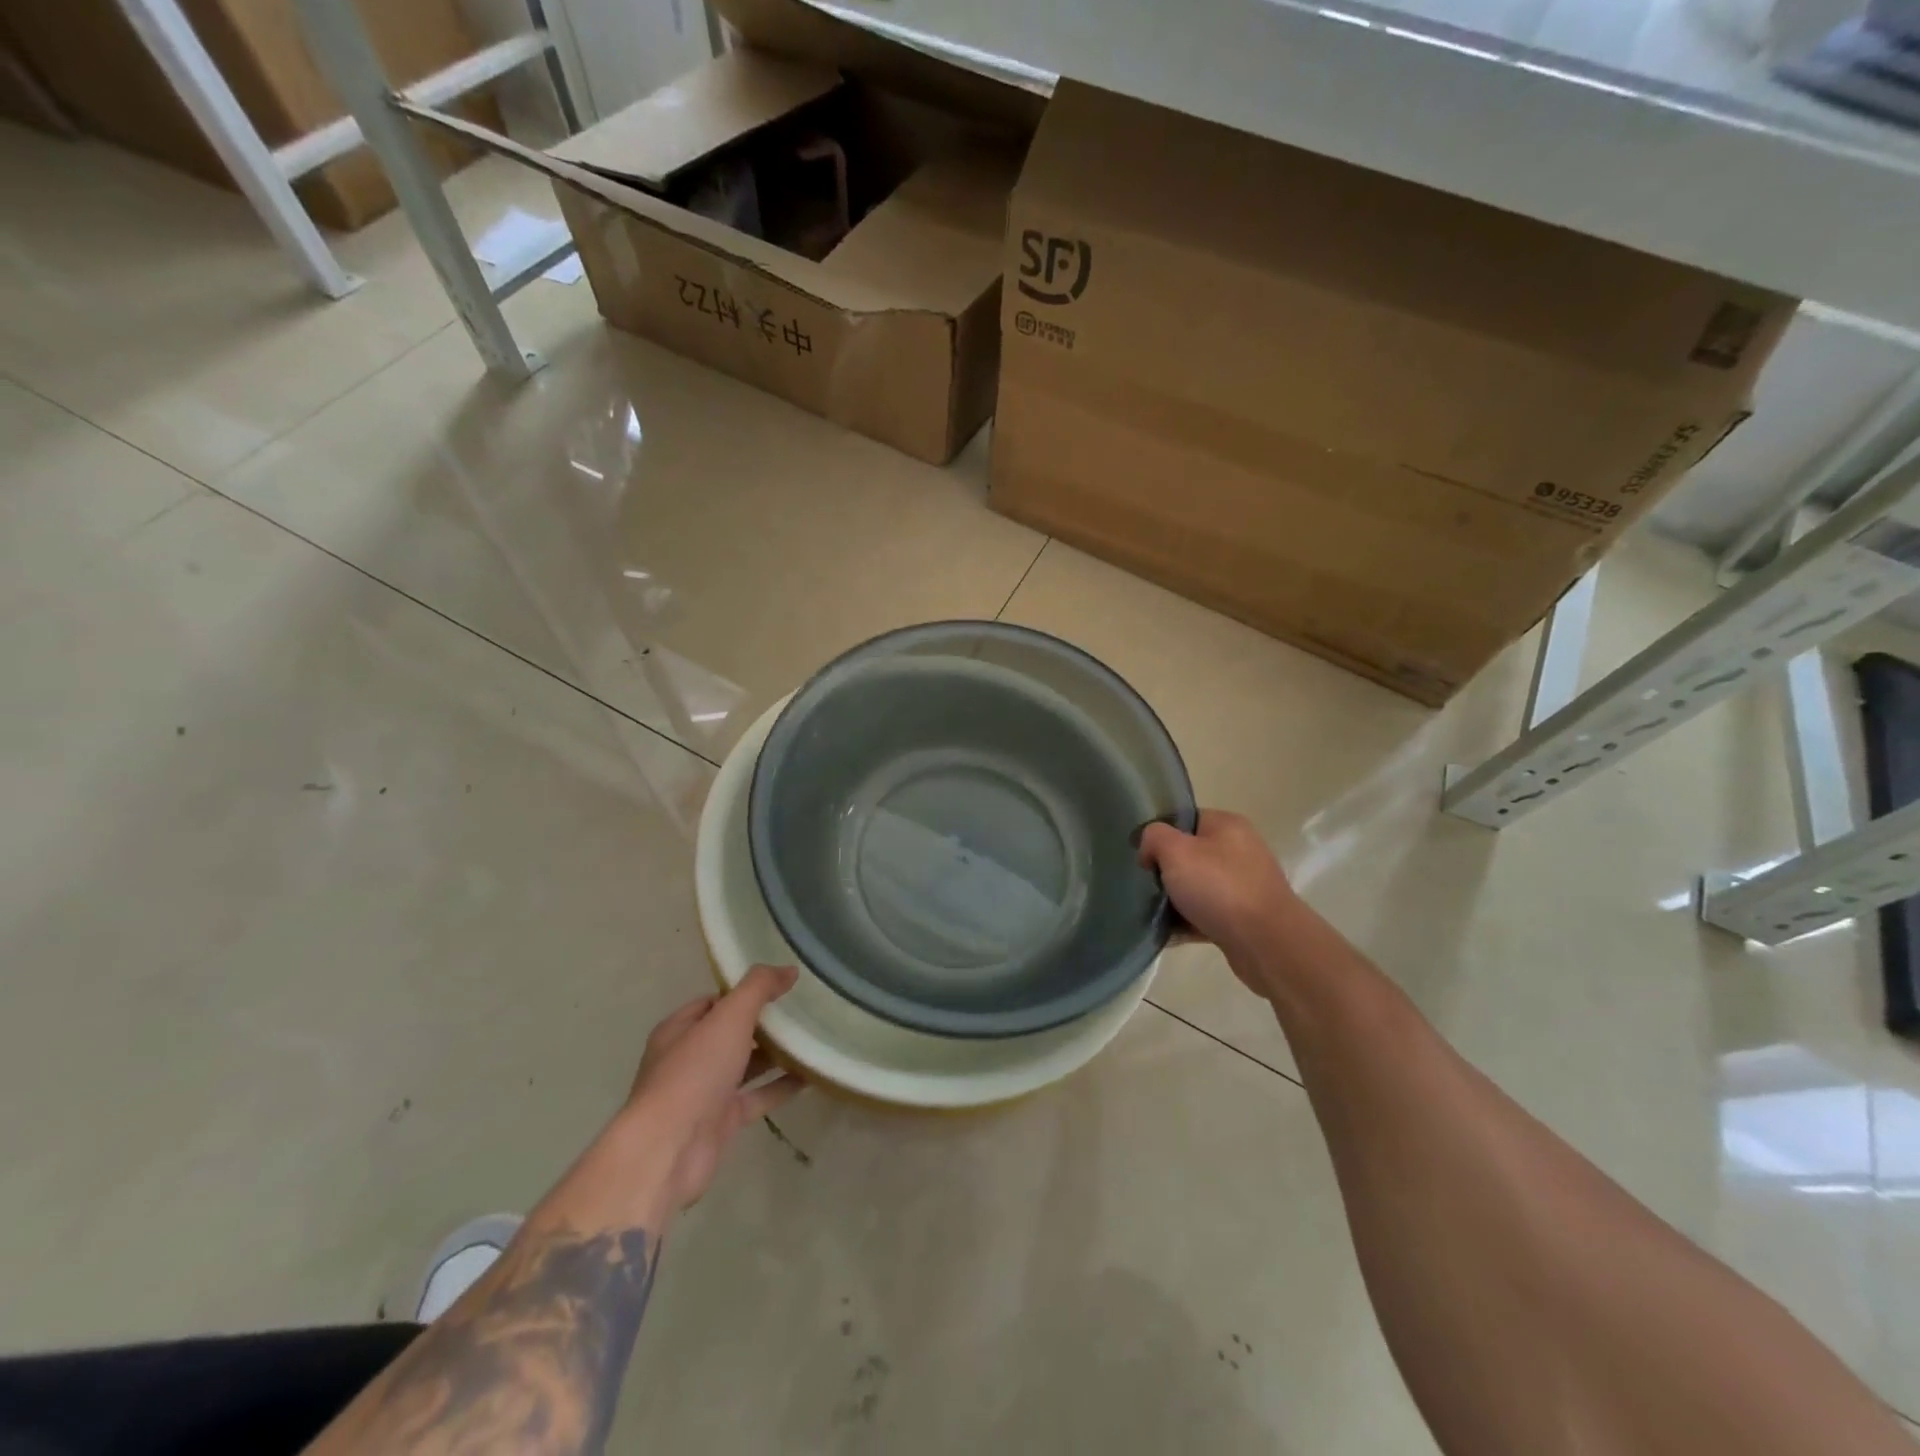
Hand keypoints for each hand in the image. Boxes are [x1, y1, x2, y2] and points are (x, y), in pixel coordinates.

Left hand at [619, 965, 805, 1216]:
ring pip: (746, 1066)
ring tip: (812, 1038)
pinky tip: (812, 1075)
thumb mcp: (729, 1017)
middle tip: (802, 1010)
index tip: (780, 987)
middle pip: (731, 1033)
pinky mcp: (723, 1121)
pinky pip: (758, 1096)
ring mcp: (706, 1092)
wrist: (669, 1149)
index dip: (744, 992)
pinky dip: (782, 1086)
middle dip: (763, 1023)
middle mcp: (690, 1058)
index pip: (714, 1002)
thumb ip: (759, 987)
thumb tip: (789, 969)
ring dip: (776, 1054)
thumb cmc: (694, 1072)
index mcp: (680, 1029)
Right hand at [1137, 811, 1296, 979]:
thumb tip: (1151, 849)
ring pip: (1197, 887)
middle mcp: (1239, 850)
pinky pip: (1207, 914)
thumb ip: (1154, 837)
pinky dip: (1188, 923)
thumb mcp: (1176, 851)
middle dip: (1165, 871)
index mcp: (1226, 825)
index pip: (1184, 819)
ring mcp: (1244, 885)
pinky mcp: (1245, 917)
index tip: (1142, 858)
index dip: (1159, 835)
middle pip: (1189, 854)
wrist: (1268, 943)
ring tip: (1154, 913)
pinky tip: (1168, 934)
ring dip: (1175, 900)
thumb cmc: (1220, 888)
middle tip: (1147, 886)